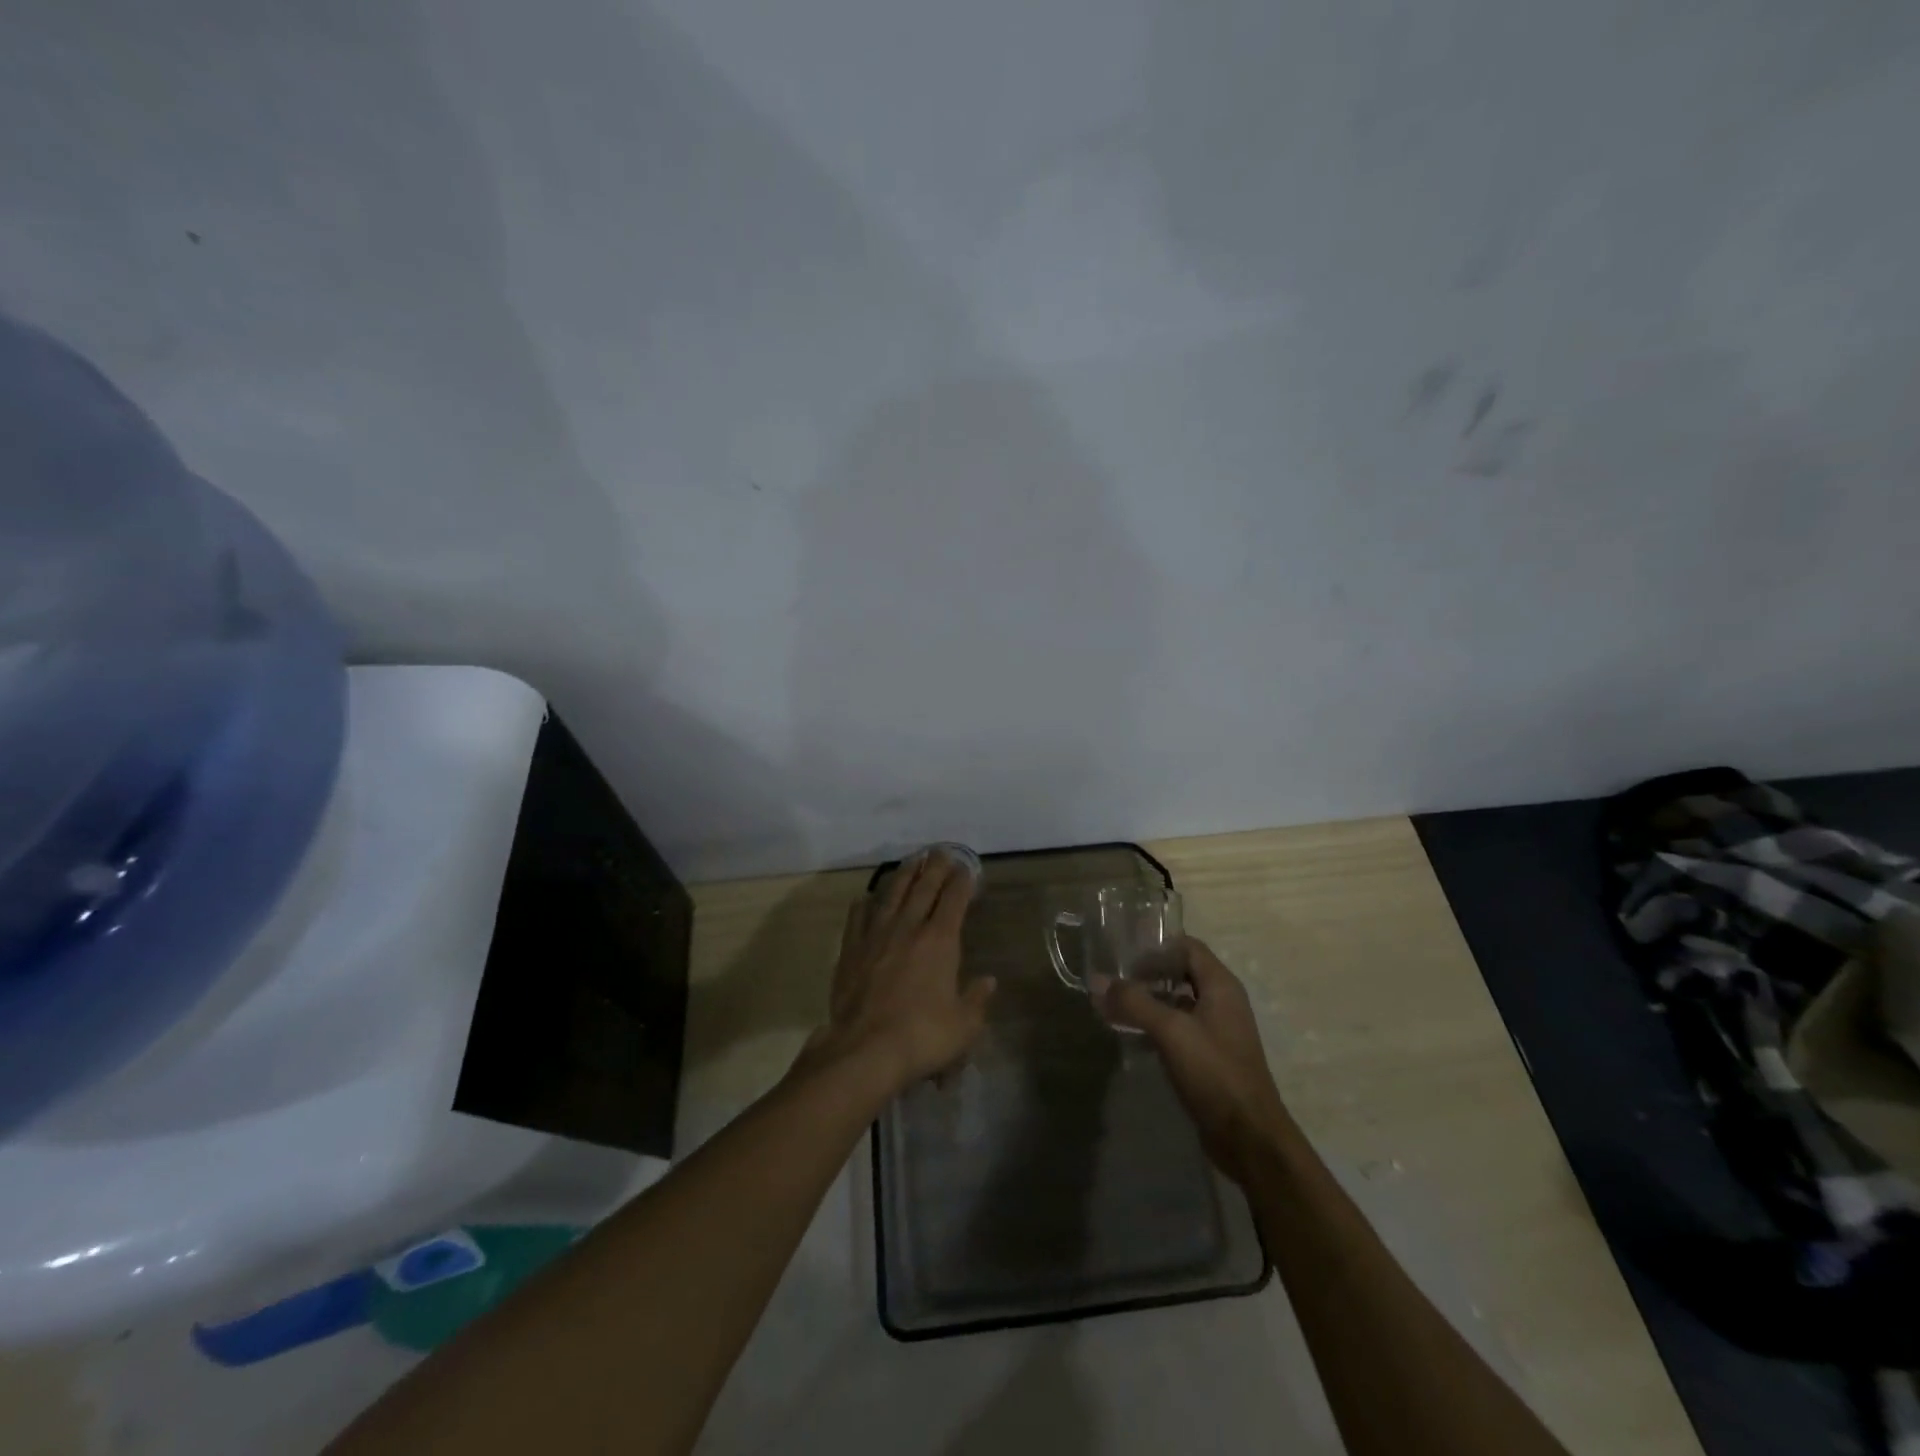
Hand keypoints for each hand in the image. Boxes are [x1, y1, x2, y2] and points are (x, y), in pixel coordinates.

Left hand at [800, 850, 996, 1095]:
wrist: (865, 1050)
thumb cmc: (922, 1037)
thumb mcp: (964, 1025)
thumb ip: (976, 999)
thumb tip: (988, 981)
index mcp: (940, 941)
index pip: (954, 899)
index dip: (962, 881)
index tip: (967, 868)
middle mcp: (908, 928)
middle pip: (923, 888)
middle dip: (935, 867)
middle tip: (941, 851)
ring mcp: (876, 935)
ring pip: (891, 894)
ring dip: (904, 874)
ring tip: (912, 860)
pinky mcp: (851, 949)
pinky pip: (858, 917)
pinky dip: (866, 903)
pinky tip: (868, 897)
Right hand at [1094, 938, 1289, 1186]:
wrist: (1249, 1137)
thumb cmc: (1214, 1072)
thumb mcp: (1171, 1031)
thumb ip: (1134, 1002)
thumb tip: (1097, 980)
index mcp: (1221, 986)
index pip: (1188, 947)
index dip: (1157, 947)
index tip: (1124, 956)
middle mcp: (1222, 1002)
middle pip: (1182, 972)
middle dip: (1148, 973)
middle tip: (1114, 980)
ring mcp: (1217, 1031)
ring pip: (1178, 1002)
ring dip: (1149, 1000)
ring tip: (1115, 1005)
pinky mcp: (1210, 1057)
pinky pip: (1179, 1028)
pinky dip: (1156, 1025)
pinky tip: (1132, 1035)